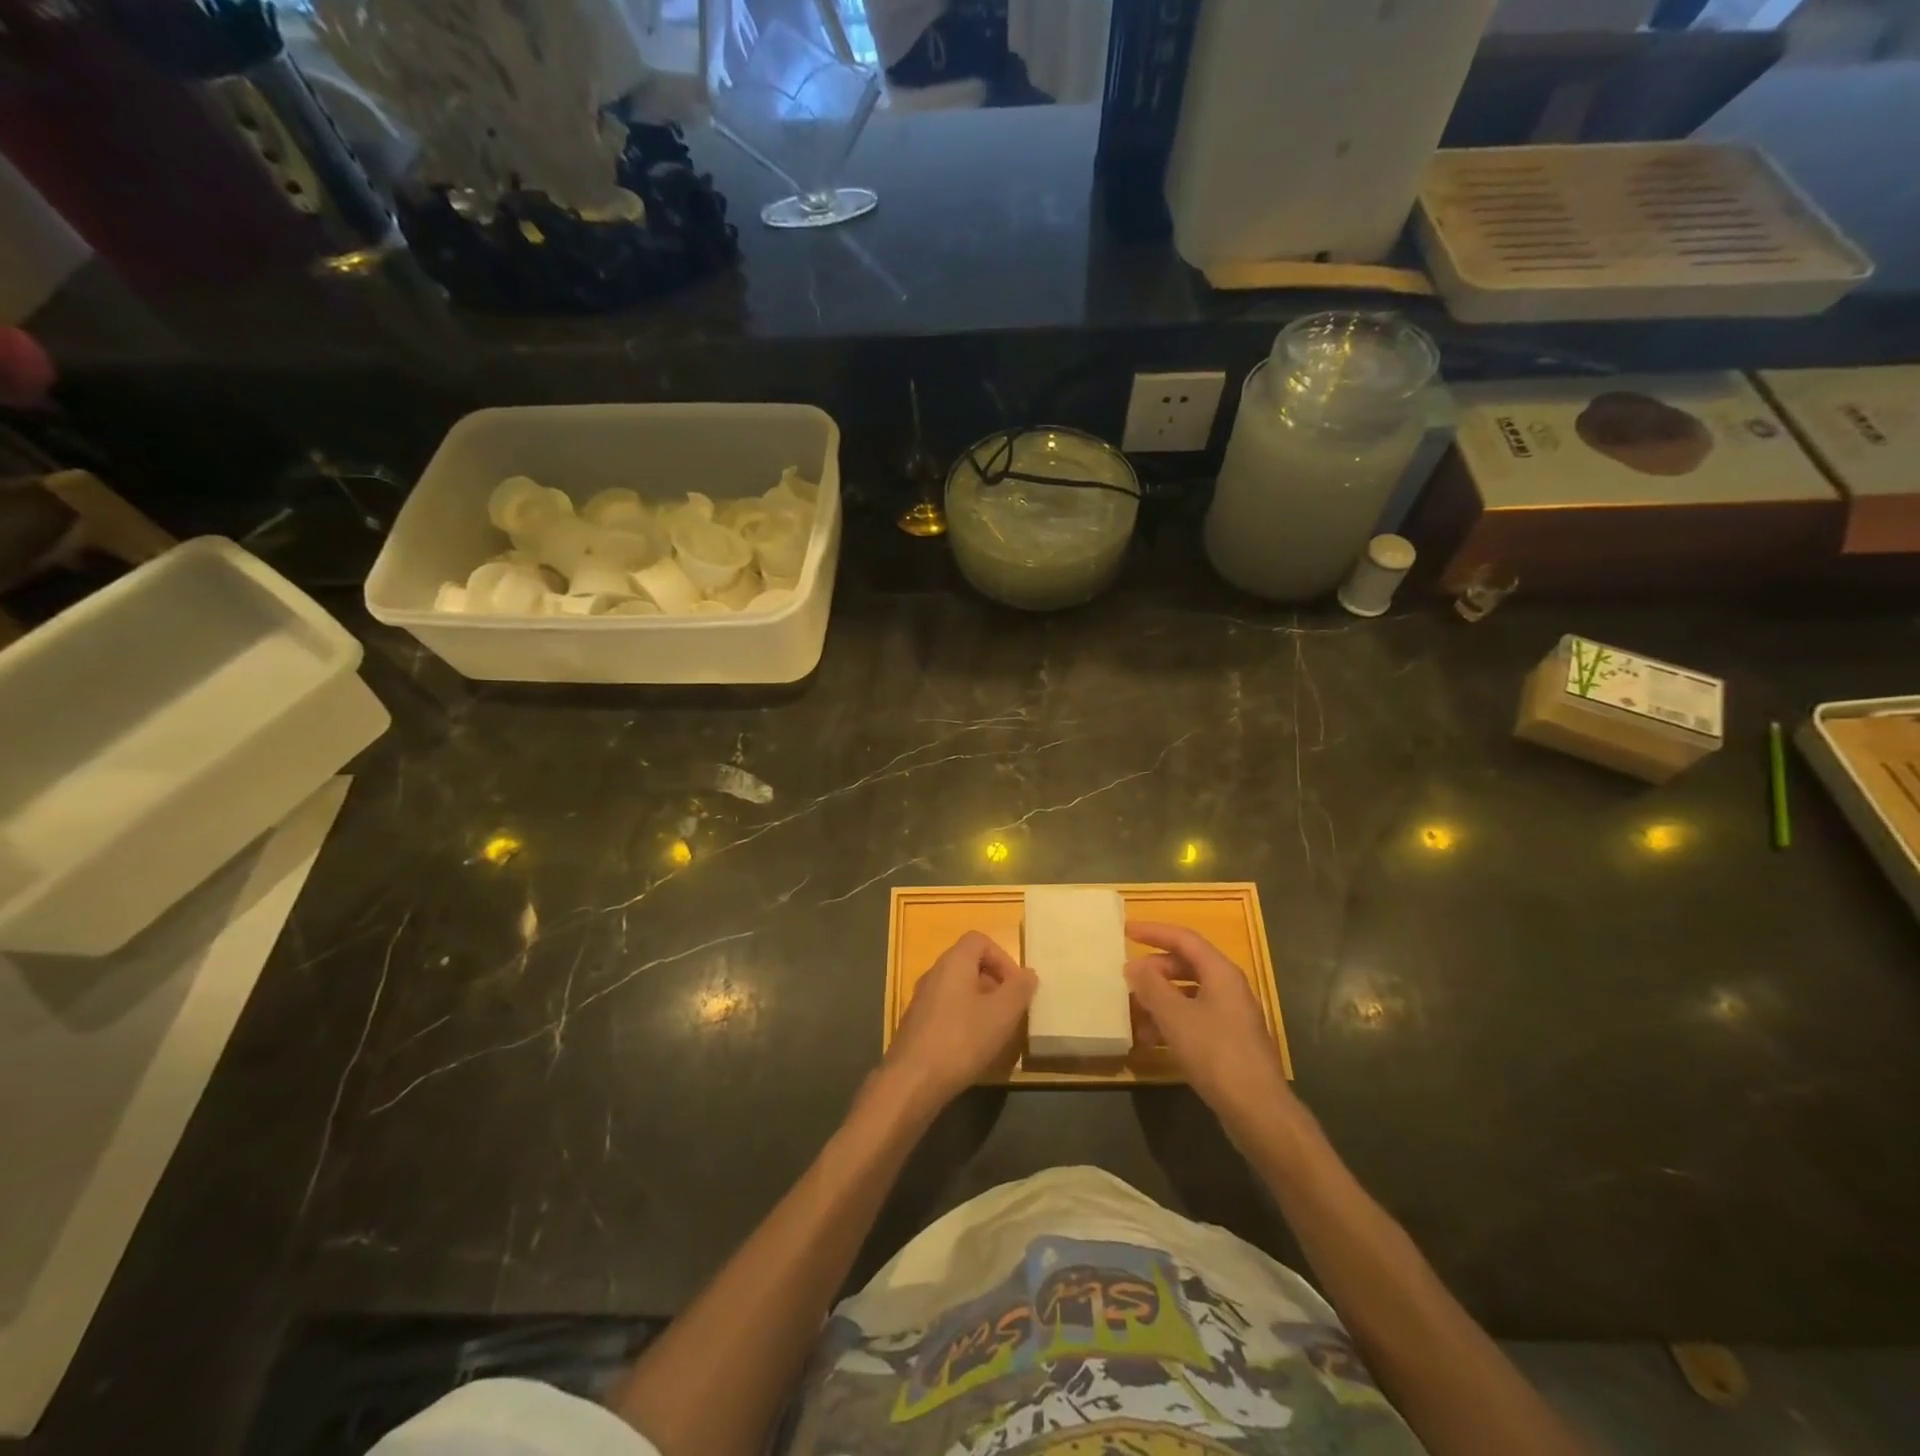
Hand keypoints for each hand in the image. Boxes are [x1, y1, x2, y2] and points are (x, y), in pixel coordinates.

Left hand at [880, 932, 1035, 1118]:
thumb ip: (1019, 989)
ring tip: (996, 1031)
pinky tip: (973, 1048)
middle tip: (1011, 1010)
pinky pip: (947, 1010)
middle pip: (969, 964)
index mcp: (953, 962)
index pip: (979, 940)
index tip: (1016, 986)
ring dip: (981, 1004)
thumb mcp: (1002, 1014)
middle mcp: (934, 973)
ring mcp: (922, 999)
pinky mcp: (917, 1024)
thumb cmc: (962, 1039)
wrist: (912, 1080)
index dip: (1003, 958)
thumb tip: (1028, 974)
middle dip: (995, 983)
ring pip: (958, 990)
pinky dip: (964, 1020)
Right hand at [1125, 921, 1297, 1136]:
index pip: (1184, 939)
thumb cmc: (1216, 1054)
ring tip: (1133, 1012)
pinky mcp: (1228, 1041)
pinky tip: (1150, 1039)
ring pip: (1188, 994)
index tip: (1126, 930)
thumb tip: (1133, 965)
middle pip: (1187, 965)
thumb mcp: (1176, 1017)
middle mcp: (1229, 988)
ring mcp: (1231, 1016)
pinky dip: (1171, 1022)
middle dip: (1155, 969)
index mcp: (1221, 973)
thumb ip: (1151, 987)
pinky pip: (1194, 1018)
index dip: (1154, 931)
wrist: (1258, 1110)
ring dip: (1160, 999)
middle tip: (1128, 977)